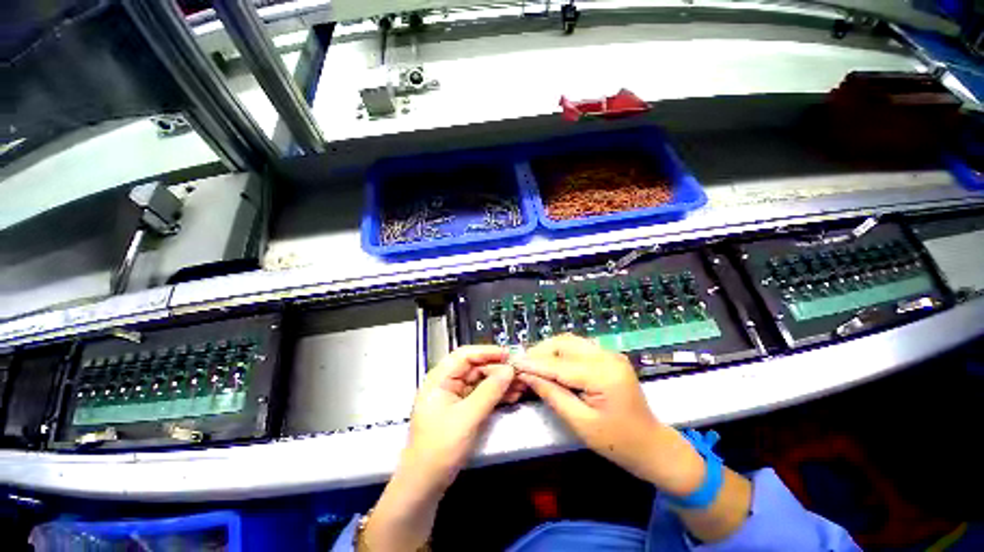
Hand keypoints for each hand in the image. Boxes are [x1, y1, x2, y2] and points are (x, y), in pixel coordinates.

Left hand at [403, 345, 523, 489]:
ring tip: (521, 385)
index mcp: (440, 378)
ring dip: (500, 382)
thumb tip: (509, 370)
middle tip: (520, 372)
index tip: (508, 354)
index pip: (465, 355)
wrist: (426, 483)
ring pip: (481, 381)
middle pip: (475, 367)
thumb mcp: (468, 417)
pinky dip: (497, 394)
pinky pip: (482, 394)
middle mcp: (447, 382)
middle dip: (498, 369)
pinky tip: (513, 395)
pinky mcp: (463, 408)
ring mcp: (455, 396)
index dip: (487, 352)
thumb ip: (490, 391)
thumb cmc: (441, 446)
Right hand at [514, 334, 704, 495]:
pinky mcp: (608, 356)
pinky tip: (551, 363)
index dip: (534, 363)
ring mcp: (609, 353)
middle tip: (522, 365)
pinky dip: (561, 352)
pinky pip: (578, 347)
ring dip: (549, 350)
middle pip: (565, 343)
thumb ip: (552, 395)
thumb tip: (527, 376)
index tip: (513, 363)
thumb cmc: (617, 442)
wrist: (652, 445)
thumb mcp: (580, 423)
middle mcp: (607, 356)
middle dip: (540, 351)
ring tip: (533, 364)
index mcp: (604, 375)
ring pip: (570, 341)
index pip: (559, 364)